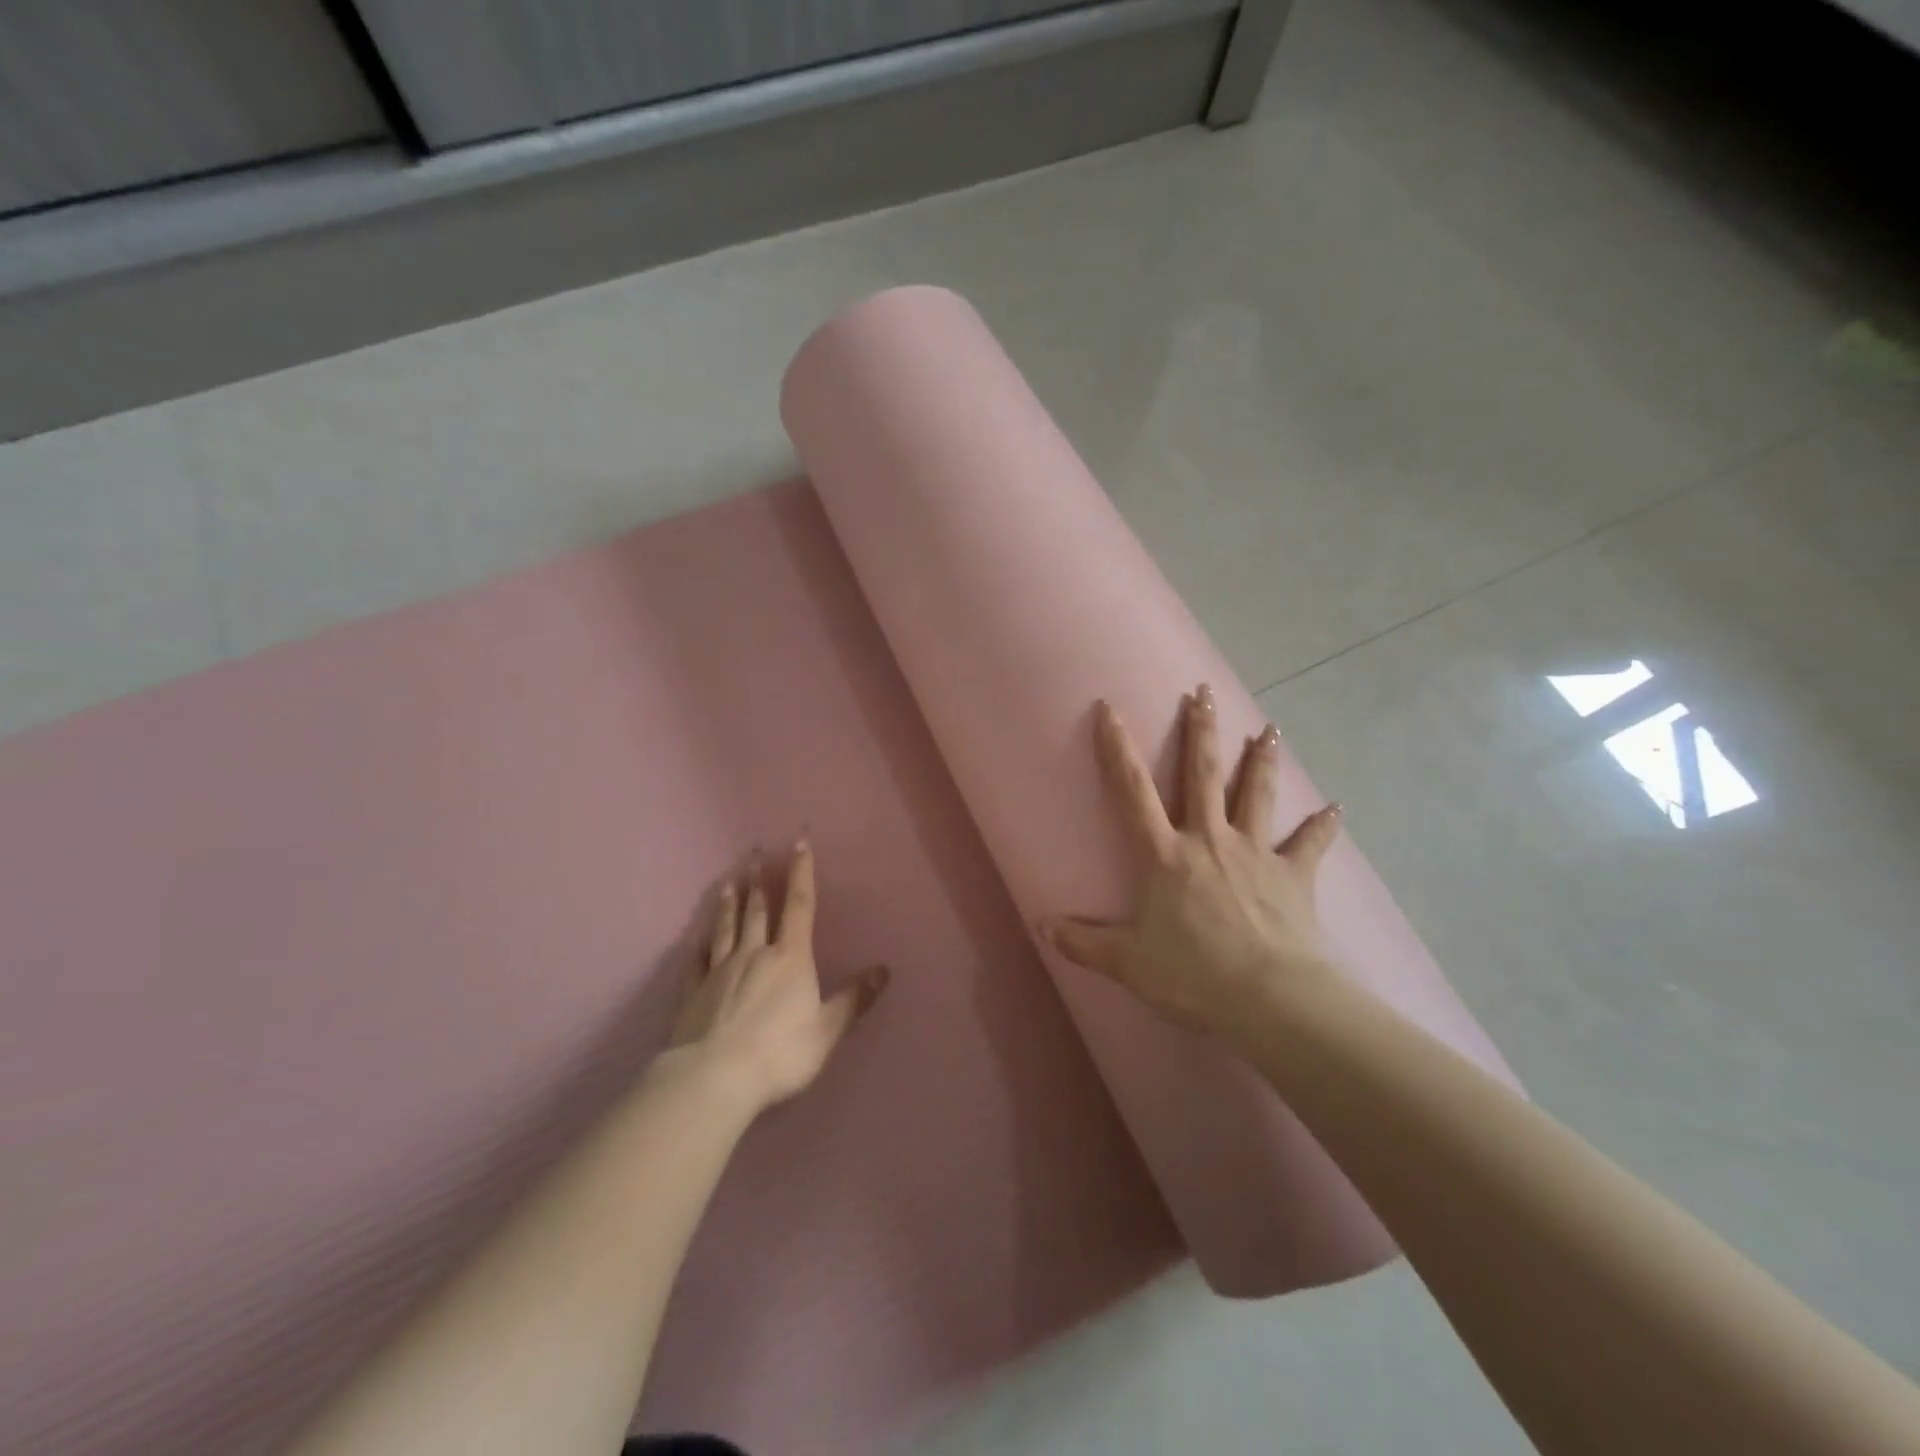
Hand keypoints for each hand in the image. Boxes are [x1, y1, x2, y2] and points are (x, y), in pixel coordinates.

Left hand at [667, 841, 888, 1113]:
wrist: (714, 1078)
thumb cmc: (780, 1052)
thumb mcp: (827, 1029)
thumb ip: (854, 999)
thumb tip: (884, 970)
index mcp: (790, 957)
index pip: (799, 905)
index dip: (800, 872)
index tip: (798, 842)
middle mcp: (754, 954)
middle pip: (757, 910)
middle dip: (760, 881)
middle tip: (754, 853)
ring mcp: (719, 972)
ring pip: (725, 929)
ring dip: (729, 904)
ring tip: (728, 883)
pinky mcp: (693, 994)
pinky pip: (696, 962)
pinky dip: (698, 947)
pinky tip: (696, 939)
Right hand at [1042, 685, 1343, 1047]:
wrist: (1269, 998)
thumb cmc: (1192, 975)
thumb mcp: (1127, 962)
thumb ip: (1083, 942)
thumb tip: (1042, 927)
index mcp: (1165, 855)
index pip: (1132, 792)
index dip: (1117, 749)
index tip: (1109, 710)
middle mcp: (1209, 839)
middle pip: (1202, 775)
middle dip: (1200, 731)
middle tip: (1202, 693)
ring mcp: (1256, 853)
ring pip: (1256, 794)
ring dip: (1261, 760)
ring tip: (1270, 729)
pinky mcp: (1294, 875)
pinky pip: (1310, 844)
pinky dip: (1323, 826)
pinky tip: (1337, 808)